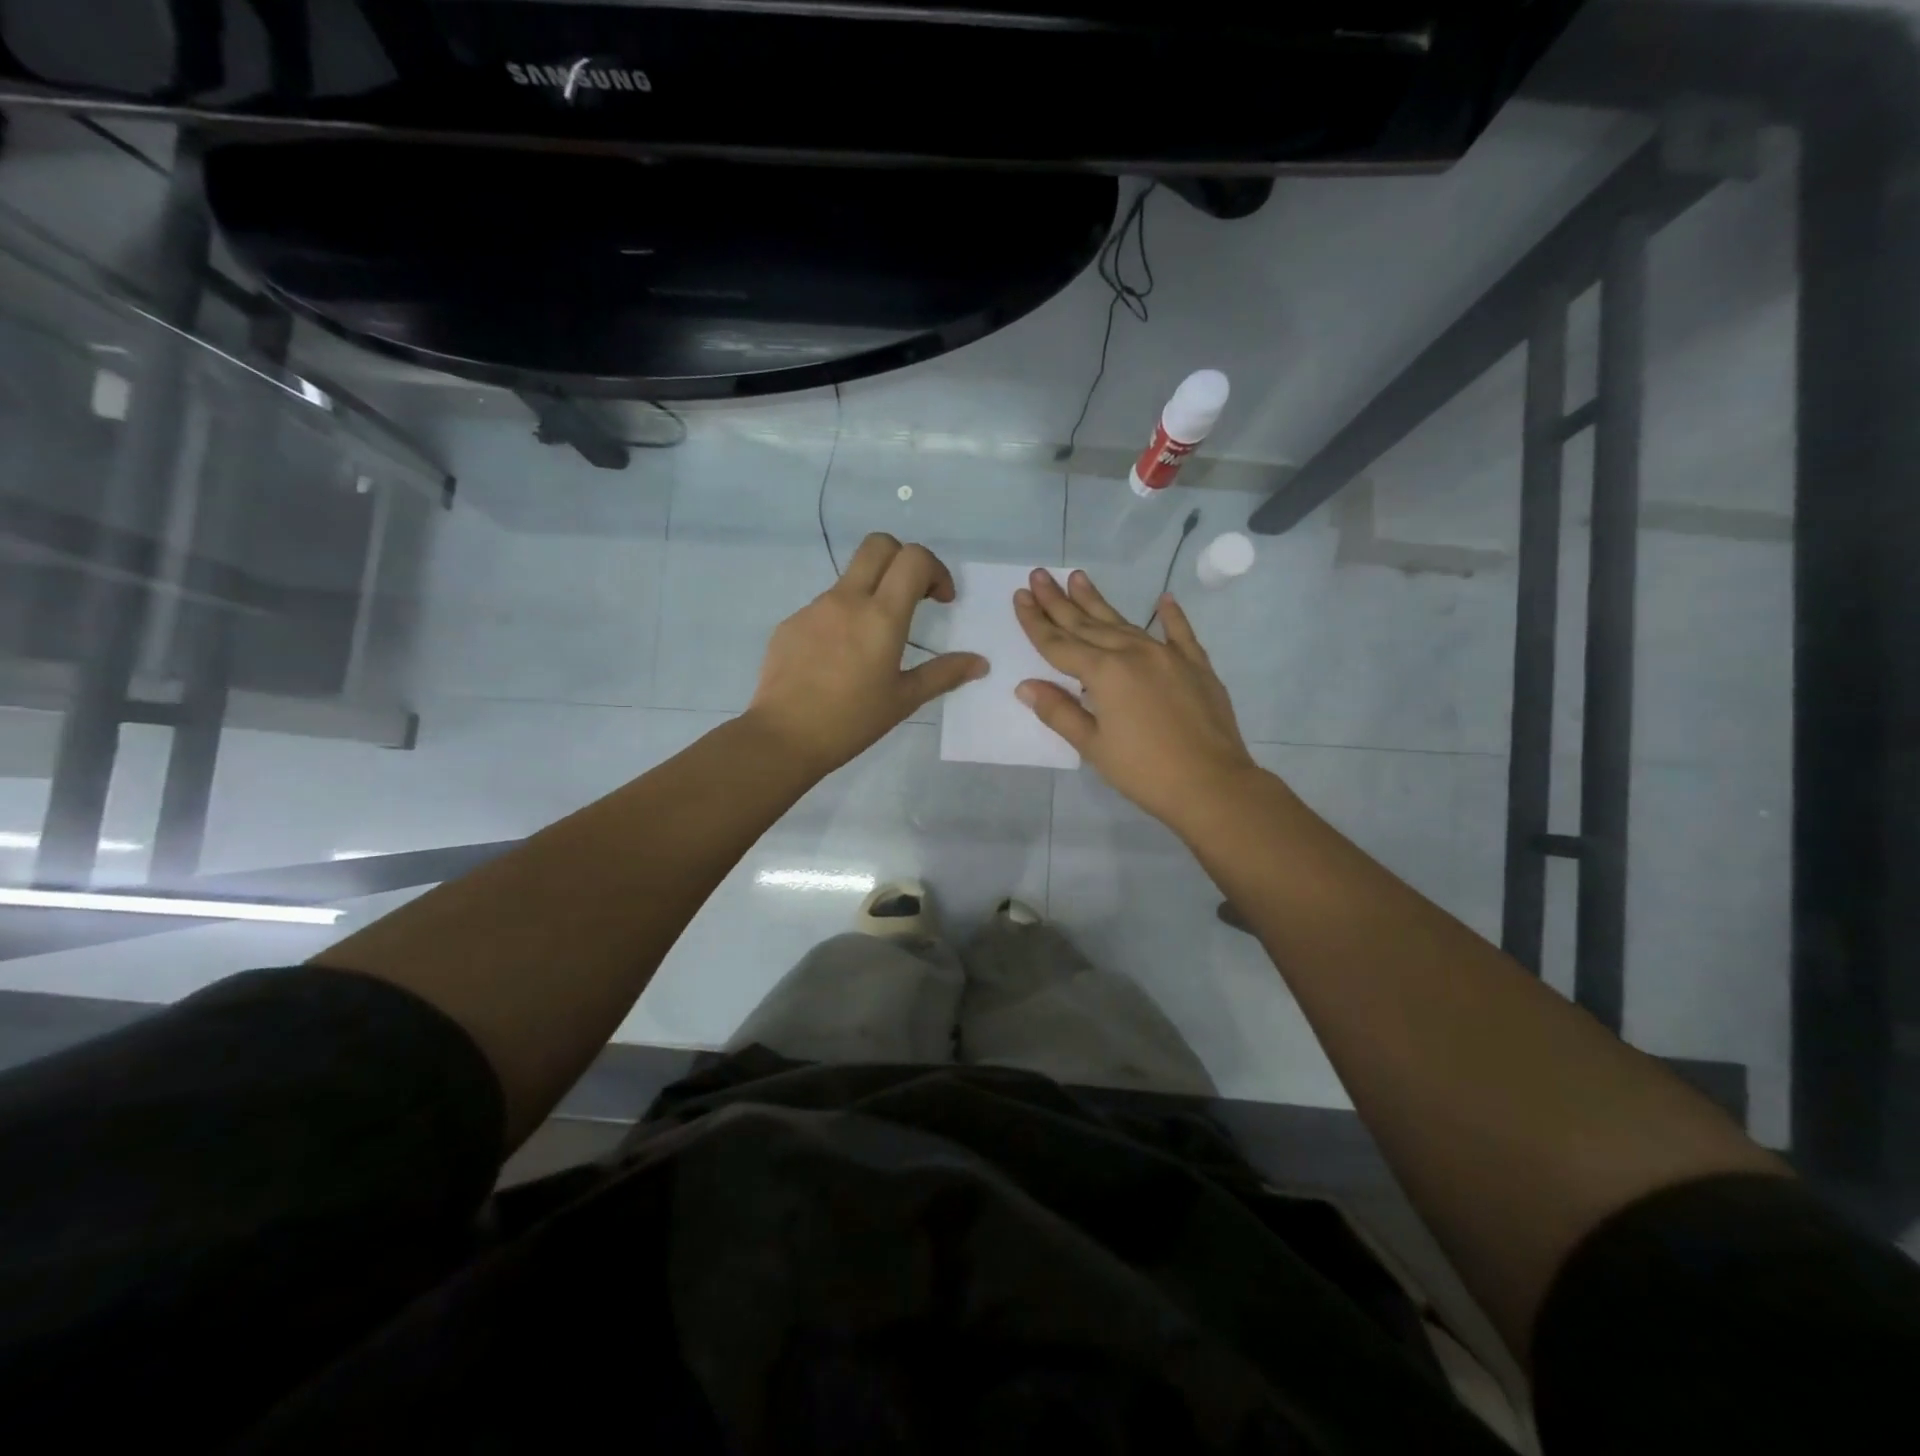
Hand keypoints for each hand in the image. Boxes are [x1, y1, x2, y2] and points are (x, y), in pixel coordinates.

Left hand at [749, 533, 986, 772]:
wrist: (784, 737)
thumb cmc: (852, 721)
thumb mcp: (904, 700)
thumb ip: (944, 674)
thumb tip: (980, 663)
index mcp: (881, 616)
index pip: (913, 558)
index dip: (935, 569)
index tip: (940, 600)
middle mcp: (847, 600)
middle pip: (878, 545)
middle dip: (903, 559)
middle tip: (912, 596)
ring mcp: (814, 608)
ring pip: (850, 578)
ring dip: (872, 593)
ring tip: (873, 643)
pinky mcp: (791, 623)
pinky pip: (824, 607)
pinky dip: (843, 619)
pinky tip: (838, 660)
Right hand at [1014, 568, 1258, 830]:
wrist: (1212, 784)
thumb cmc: (1144, 771)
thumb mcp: (1093, 746)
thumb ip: (1059, 711)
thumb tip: (1026, 686)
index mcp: (1105, 673)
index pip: (1060, 644)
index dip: (1036, 622)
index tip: (1021, 596)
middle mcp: (1134, 653)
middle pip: (1088, 624)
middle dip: (1060, 601)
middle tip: (1039, 574)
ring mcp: (1168, 656)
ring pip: (1125, 623)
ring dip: (1098, 602)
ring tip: (1078, 577)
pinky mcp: (1197, 666)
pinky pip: (1180, 633)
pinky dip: (1171, 616)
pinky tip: (1163, 599)